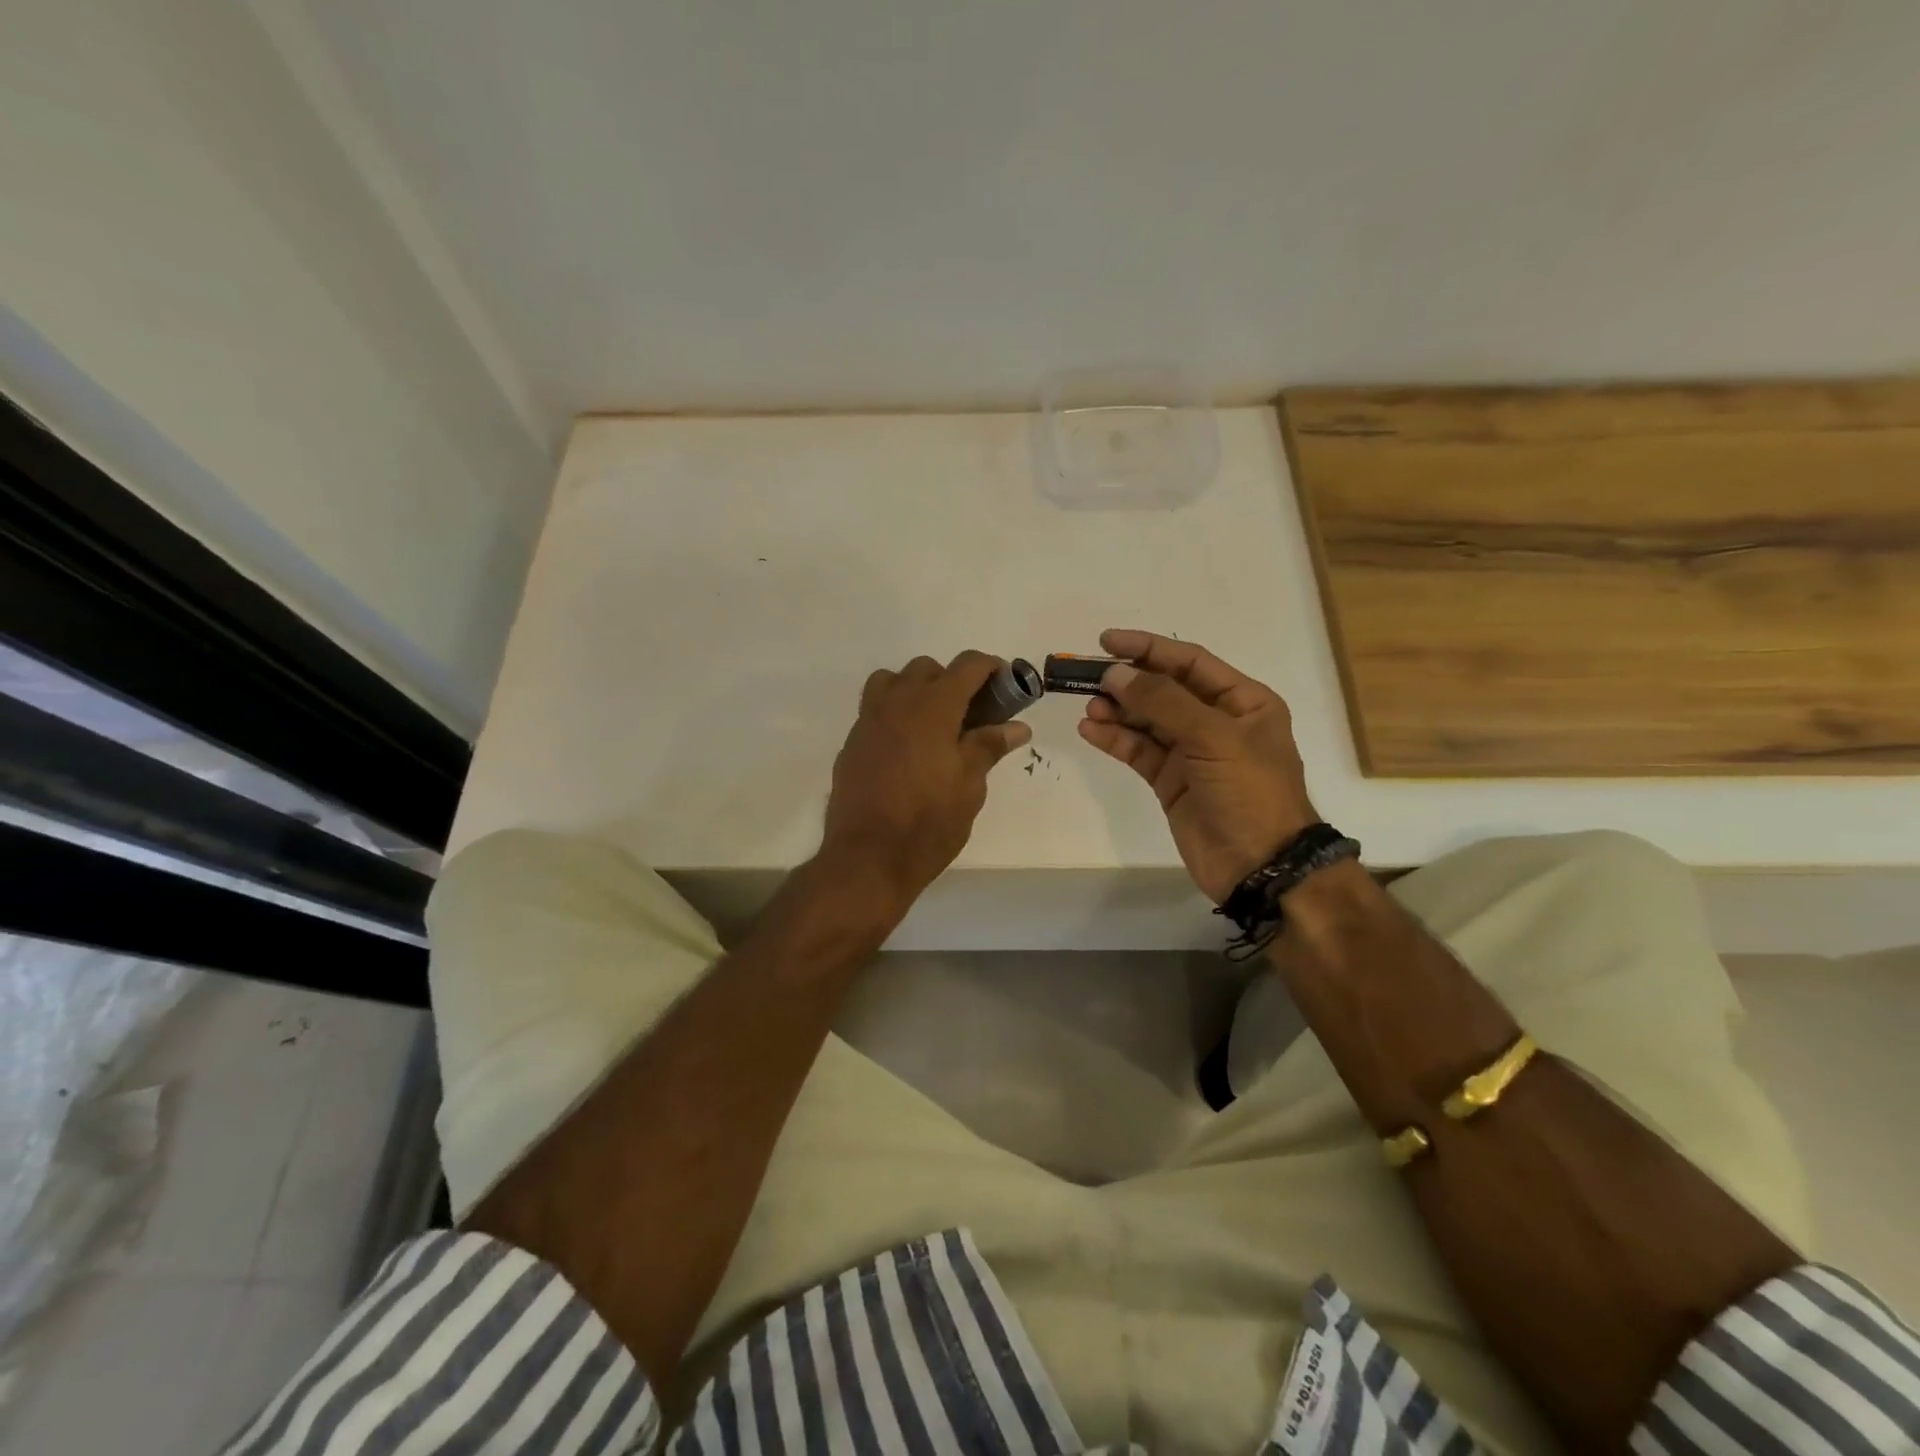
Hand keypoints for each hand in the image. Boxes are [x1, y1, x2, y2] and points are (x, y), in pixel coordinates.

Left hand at [820, 651, 1031, 915]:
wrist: (867, 858)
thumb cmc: (928, 823)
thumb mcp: (970, 787)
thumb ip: (988, 747)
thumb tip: (1016, 726)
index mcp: (933, 708)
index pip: (967, 666)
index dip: (990, 668)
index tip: (1005, 685)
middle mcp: (897, 703)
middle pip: (927, 669)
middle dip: (952, 681)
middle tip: (970, 716)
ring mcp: (868, 721)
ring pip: (892, 681)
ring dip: (916, 690)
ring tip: (933, 725)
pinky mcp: (851, 743)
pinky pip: (875, 710)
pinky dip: (894, 714)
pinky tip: (906, 750)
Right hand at [1077, 629, 1317, 902]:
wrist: (1260, 866)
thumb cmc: (1250, 792)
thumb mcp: (1213, 738)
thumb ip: (1162, 702)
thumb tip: (1116, 674)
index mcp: (1242, 701)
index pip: (1189, 662)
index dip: (1149, 648)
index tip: (1107, 641)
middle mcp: (1216, 721)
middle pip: (1163, 689)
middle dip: (1127, 682)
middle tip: (1087, 677)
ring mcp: (1192, 753)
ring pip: (1147, 720)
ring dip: (1117, 711)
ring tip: (1089, 708)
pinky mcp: (1171, 781)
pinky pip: (1139, 751)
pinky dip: (1115, 739)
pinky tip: (1091, 730)